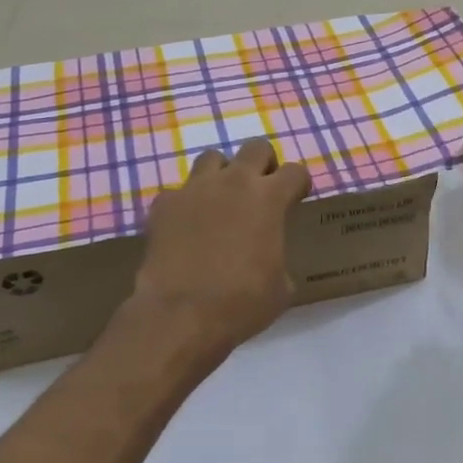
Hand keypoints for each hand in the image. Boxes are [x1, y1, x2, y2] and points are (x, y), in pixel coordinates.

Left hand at [133, 138, 312, 362]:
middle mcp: (234, 182)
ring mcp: (195, 189)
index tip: (296, 199)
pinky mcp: (164, 204)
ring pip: (211, 158)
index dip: (298, 185)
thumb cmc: (242, 303)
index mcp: (269, 198)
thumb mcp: (280, 287)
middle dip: (262, 165)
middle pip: (256, 147)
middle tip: (260, 192)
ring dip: (221, 175)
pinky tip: (185, 229)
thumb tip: (269, 262)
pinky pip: (178, 193)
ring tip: (220, 203)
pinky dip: (185, 205)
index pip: (295, 171)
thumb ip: (279, 259)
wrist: (181, 315)